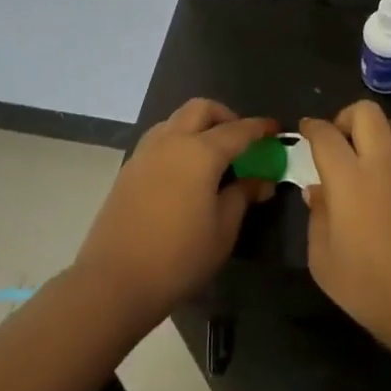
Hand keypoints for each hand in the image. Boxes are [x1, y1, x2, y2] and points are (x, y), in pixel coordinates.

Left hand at [74, 100, 277, 331]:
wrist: (114, 281)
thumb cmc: (179, 257)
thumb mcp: (223, 230)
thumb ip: (242, 196)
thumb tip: (260, 180)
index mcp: (200, 152)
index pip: (238, 130)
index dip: (260, 128)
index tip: (275, 130)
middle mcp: (171, 141)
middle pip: (201, 109)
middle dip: (226, 116)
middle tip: (241, 140)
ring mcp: (145, 153)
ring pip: (176, 120)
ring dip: (198, 125)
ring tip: (212, 155)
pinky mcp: (129, 169)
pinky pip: (159, 139)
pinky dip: (178, 141)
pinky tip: (185, 171)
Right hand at [302, 102, 390, 370]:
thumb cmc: (375, 290)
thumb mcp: (326, 264)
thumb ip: (316, 219)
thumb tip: (316, 191)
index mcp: (349, 179)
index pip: (326, 135)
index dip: (311, 127)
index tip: (304, 130)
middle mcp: (383, 162)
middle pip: (365, 112)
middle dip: (345, 118)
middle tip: (337, 141)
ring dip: (378, 130)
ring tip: (369, 154)